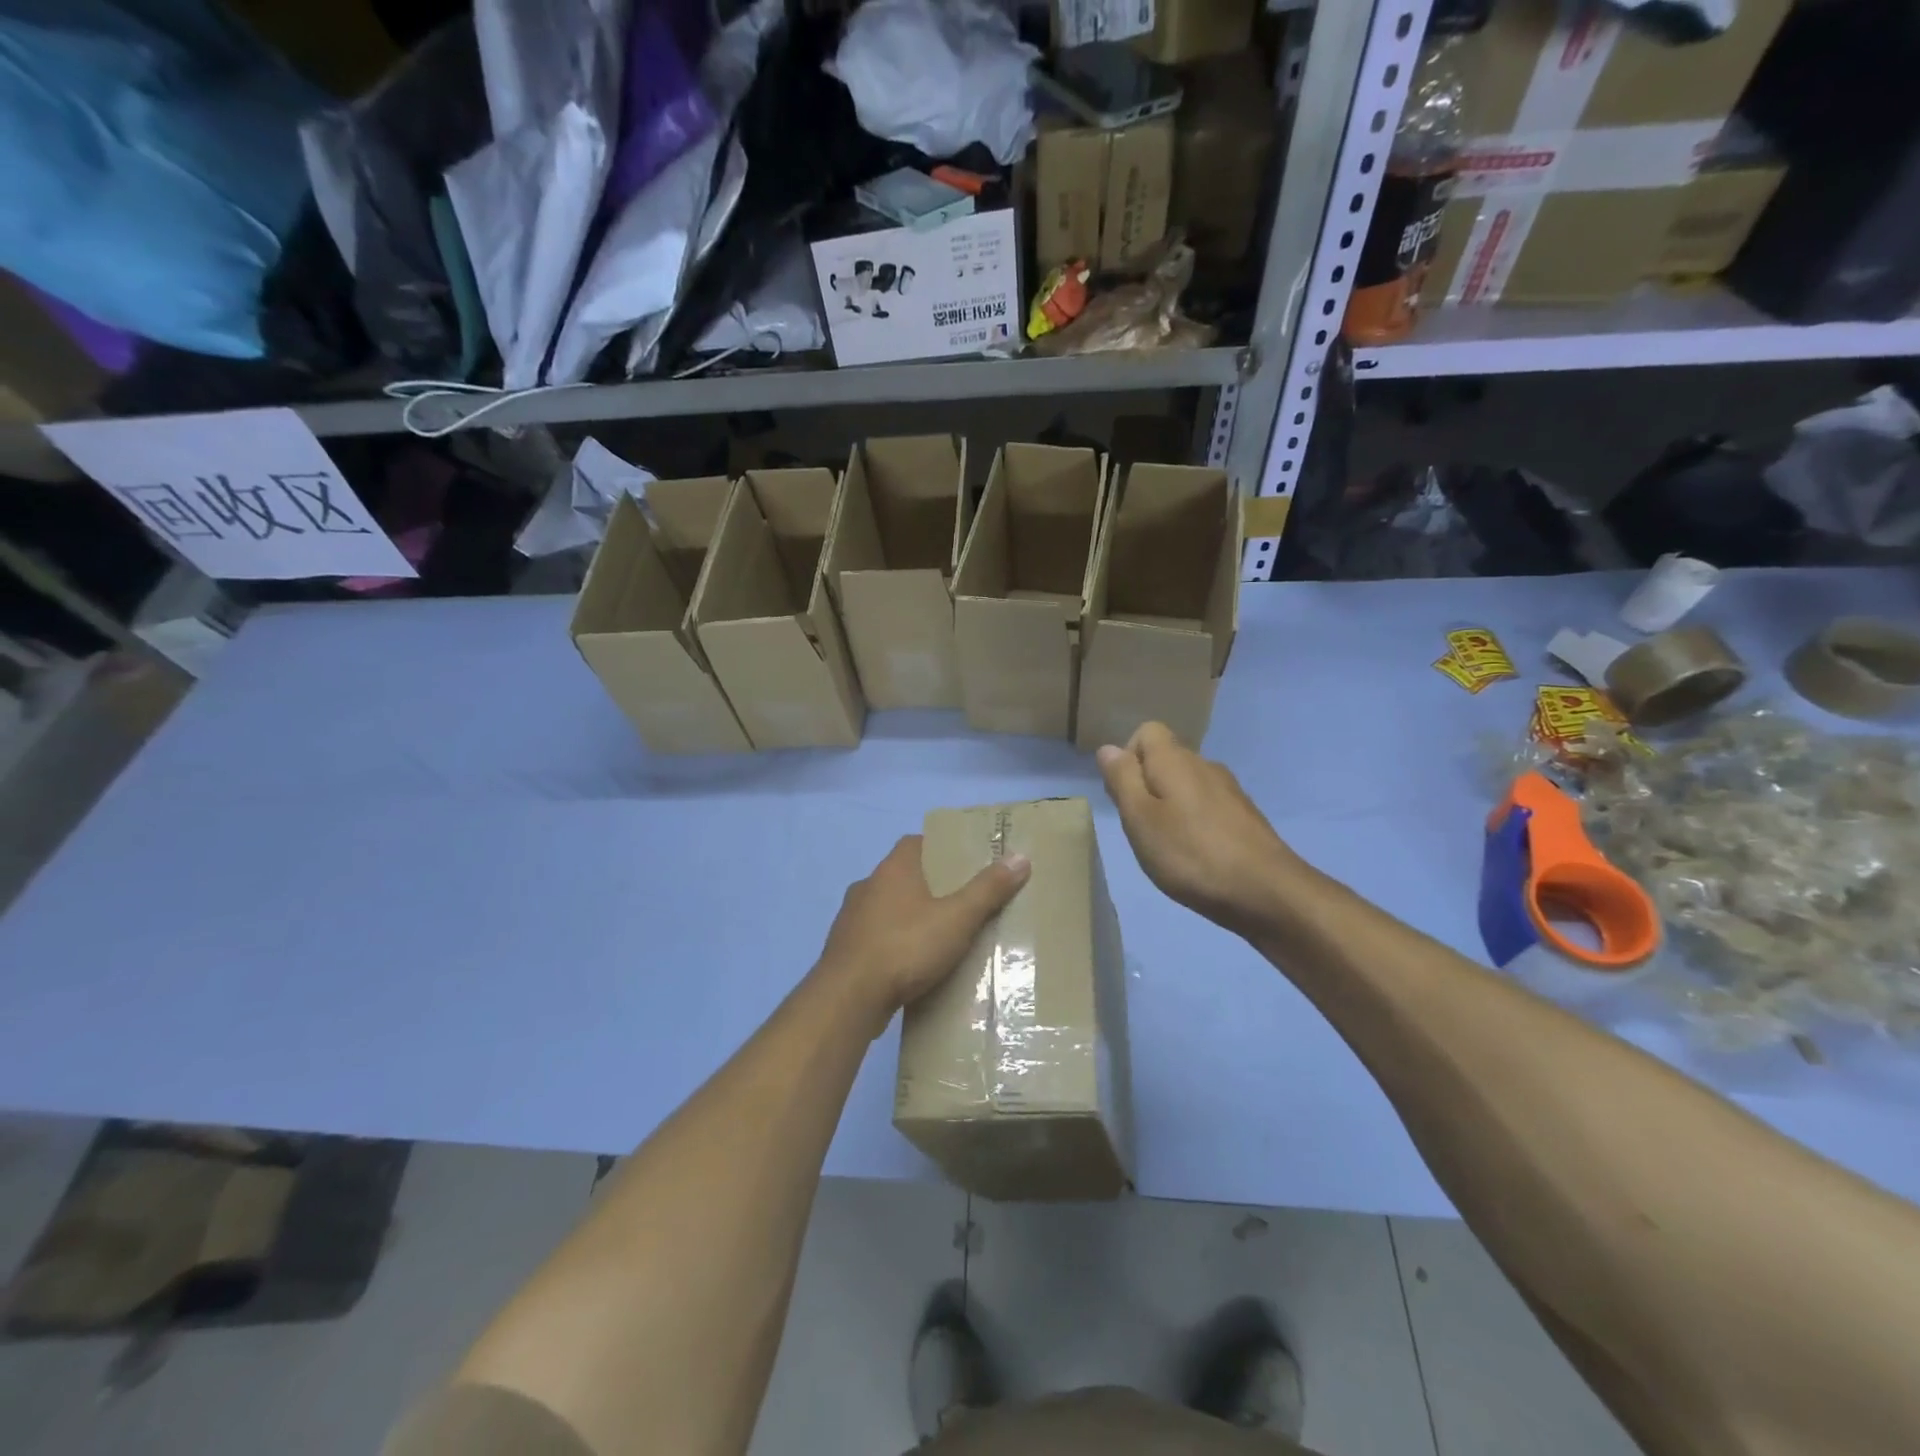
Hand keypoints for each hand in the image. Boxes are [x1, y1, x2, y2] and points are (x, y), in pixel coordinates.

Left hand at [817, 835, 1029, 1028]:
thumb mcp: (957, 919)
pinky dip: (894, 944)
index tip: (964, 861)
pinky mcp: (844, 951)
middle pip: (903, 876)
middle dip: (930, 886)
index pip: (915, 842)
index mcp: (892, 869)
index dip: (940, 848)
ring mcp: (851, 919)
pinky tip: (913, 965)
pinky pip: (876, 938)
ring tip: (941, 935)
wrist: (848, 999)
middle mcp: (867, 886)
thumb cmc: (905, 947)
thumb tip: (1020, 857)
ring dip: (910, 917)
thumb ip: (988, 890)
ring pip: (887, 908)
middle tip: (962, 900)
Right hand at [1097, 722, 1297, 936]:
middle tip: (1141, 829)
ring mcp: (1229, 791)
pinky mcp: (1245, 816)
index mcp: (1175, 760)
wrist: (1266, 891)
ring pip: (1187, 785)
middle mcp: (1204, 765)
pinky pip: (1208, 807)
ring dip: (1170, 807)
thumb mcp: (1140, 818)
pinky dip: (1194, 824)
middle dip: (1147, 786)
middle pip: (1166, 759)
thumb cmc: (1191, 854)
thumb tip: (1108, 748)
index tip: (1124, 796)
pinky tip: (1196, 857)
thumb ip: (1122, 779)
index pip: (1147, 732)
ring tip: (1167, 847)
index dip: (1128, 757)